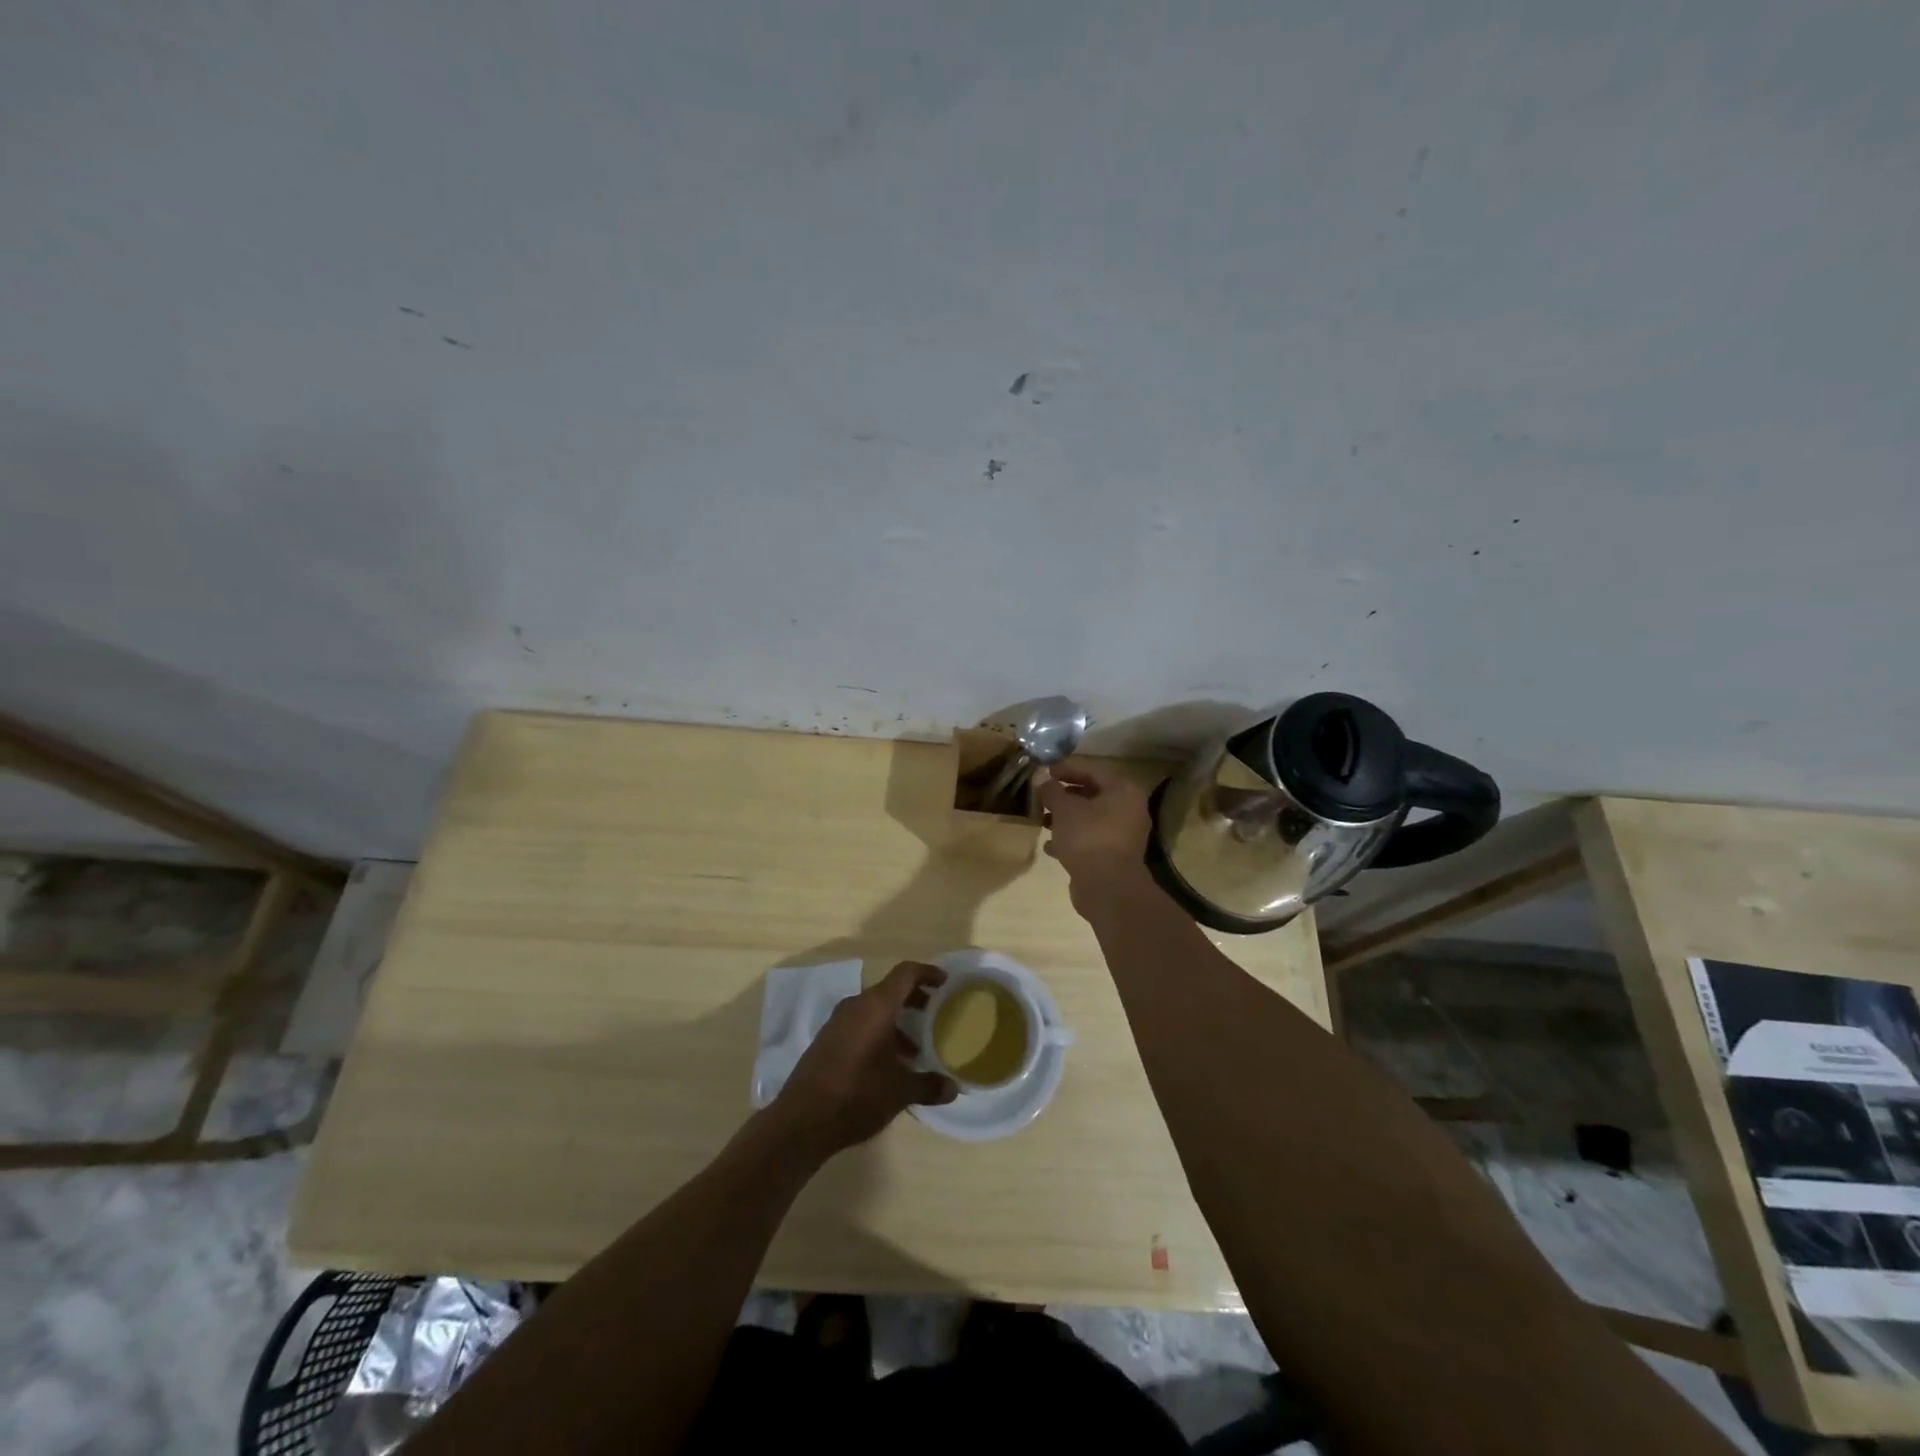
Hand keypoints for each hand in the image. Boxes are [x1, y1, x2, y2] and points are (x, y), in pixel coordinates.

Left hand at [771, 961, 957, 1158]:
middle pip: (889, 990)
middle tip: (933, 1012)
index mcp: (876, 1006)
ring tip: (914, 1048)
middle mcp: (855, 1006)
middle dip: (913, 998)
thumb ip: (929, 1086)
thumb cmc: (857, 1095)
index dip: (927, 973)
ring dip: (895, 1021)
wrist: (802, 1121)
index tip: (945, 981)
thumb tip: (953, 1088)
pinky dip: (877, 1033)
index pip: (905, 974)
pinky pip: (858, 1025)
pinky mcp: (825, 1041)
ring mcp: (837, 1023)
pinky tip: (886, 1064)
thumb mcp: (900, 1092)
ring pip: (872, 1010)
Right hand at [1037, 759, 1153, 915]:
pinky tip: (1049, 846)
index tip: (1044, 771)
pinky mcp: (1114, 857)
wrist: (1107, 887)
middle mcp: (1128, 810)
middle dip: (1064, 796)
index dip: (1066, 769)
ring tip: (1042, 820)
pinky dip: (1071, 840)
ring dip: (1066, 819)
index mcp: (1123, 792)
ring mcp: (1123, 836)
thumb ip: (1051, 790)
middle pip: (1092, 795)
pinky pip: (1090, 840)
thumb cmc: (1088, 838)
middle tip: (1042, 796)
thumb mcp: (1064, 809)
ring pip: (1090, 819)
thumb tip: (1041, 776)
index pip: (1092, 771)